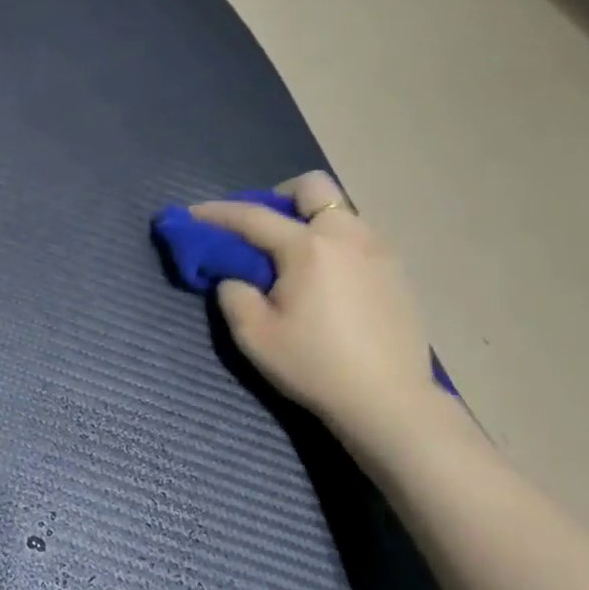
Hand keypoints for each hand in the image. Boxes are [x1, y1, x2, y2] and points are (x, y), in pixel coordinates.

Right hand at [193, 173, 438, 433]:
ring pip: (340, 210)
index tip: (192, 213)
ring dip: (310, 220)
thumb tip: (236, 277)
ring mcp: (379, 250)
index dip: (217, 213)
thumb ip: (234, 295)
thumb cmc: (316, 366)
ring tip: (294, 257)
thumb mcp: (255, 336)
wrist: (389, 402)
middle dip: (279, 197)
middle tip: (262, 228)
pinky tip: (327, 279)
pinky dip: (334, 242)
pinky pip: (359, 236)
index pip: (252, 216)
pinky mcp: (397, 271)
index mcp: (308, 247)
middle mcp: (347, 235)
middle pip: (313, 187)